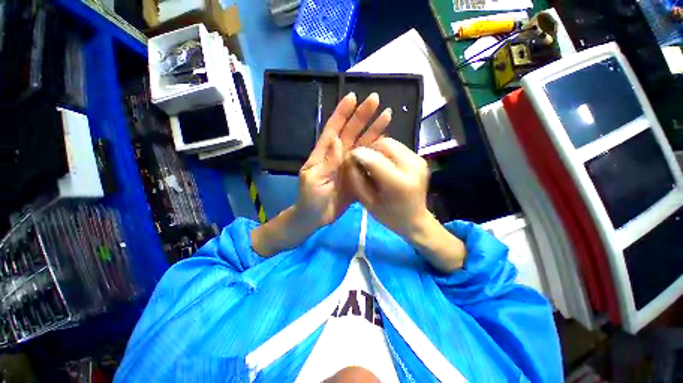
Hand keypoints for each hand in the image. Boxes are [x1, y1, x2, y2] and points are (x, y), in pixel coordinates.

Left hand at [296, 92, 391, 227]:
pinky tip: (385, 143)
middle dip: (362, 116)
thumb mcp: (314, 179)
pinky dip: (376, 152)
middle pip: (351, 132)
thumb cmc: (309, 199)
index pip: (333, 128)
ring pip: (362, 144)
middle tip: (375, 100)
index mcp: (324, 153)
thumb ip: (327, 161)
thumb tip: (338, 139)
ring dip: (373, 130)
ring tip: (386, 116)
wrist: (316, 217)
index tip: (352, 96)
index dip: (342, 112)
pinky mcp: (357, 176)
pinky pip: (368, 162)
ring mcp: (348, 165)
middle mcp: (337, 155)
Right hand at [346, 137, 465, 271]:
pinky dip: (386, 153)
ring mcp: (419, 161)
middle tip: (363, 163)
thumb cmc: (389, 216)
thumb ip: (357, 180)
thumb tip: (349, 160)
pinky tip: (384, 165)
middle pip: (384, 144)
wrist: (415, 220)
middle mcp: (412, 167)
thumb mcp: (368, 203)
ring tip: (374, 165)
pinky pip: (397, 147)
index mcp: (399, 183)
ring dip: (377, 151)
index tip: (350, 160)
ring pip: (390, 143)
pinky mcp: (420, 159)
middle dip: (369, 150)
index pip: (373, 158)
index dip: (358, 155)